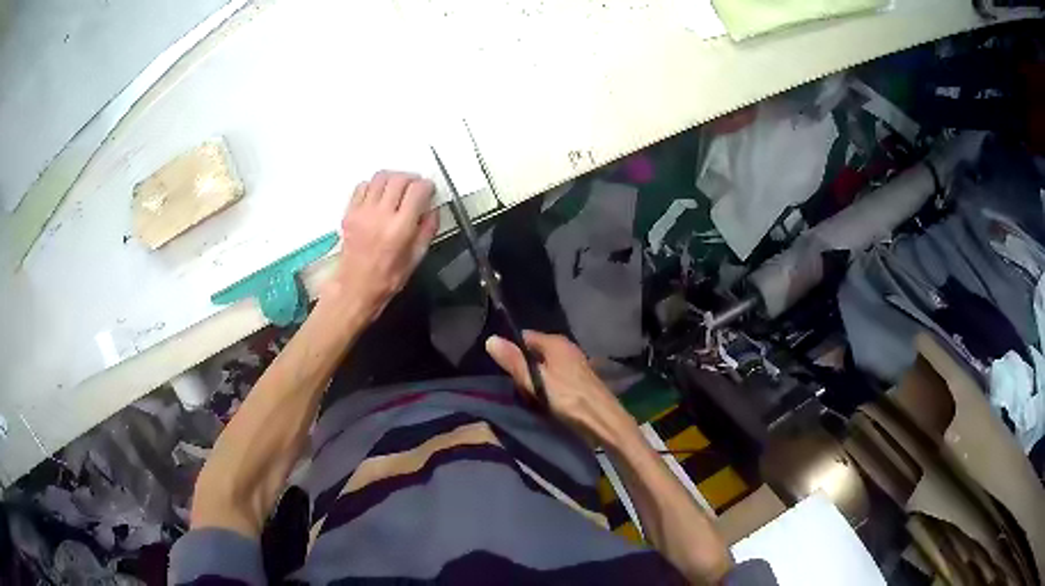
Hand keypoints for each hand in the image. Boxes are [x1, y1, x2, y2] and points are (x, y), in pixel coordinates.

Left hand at [322, 171, 438, 320]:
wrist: (355, 287)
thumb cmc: (385, 278)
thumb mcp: (416, 258)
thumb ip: (427, 230)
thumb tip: (433, 211)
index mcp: (400, 228)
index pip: (418, 190)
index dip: (427, 186)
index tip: (429, 190)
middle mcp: (381, 215)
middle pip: (399, 178)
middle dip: (411, 179)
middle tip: (415, 187)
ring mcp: (363, 212)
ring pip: (380, 177)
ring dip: (392, 178)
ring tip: (397, 188)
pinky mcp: (350, 213)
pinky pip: (362, 186)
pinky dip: (373, 185)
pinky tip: (378, 195)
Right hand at [486, 331, 638, 447]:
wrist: (603, 421)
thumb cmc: (568, 398)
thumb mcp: (535, 381)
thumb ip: (514, 361)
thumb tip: (490, 338)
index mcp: (556, 342)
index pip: (525, 337)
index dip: (511, 350)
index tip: (502, 368)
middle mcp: (567, 347)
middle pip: (536, 352)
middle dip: (524, 366)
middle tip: (514, 386)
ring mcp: (576, 363)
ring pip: (546, 366)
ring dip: (536, 379)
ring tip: (527, 395)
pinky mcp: (580, 380)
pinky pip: (556, 377)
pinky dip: (548, 385)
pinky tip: (544, 400)